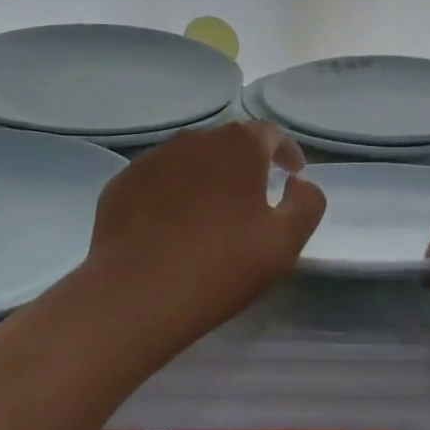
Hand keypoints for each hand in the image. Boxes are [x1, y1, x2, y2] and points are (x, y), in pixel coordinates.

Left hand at [85, 121, 325, 349]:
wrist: (136, 294)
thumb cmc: (222, 264)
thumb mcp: (285, 242)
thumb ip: (307, 203)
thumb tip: (299, 183)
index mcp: (239, 146)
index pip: (272, 134)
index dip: (287, 152)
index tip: (293, 174)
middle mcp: (195, 140)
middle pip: (229, 143)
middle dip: (246, 163)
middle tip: (255, 196)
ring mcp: (154, 159)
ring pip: (191, 160)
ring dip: (208, 177)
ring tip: (212, 212)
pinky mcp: (122, 183)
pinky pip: (159, 181)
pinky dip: (173, 194)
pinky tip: (173, 226)